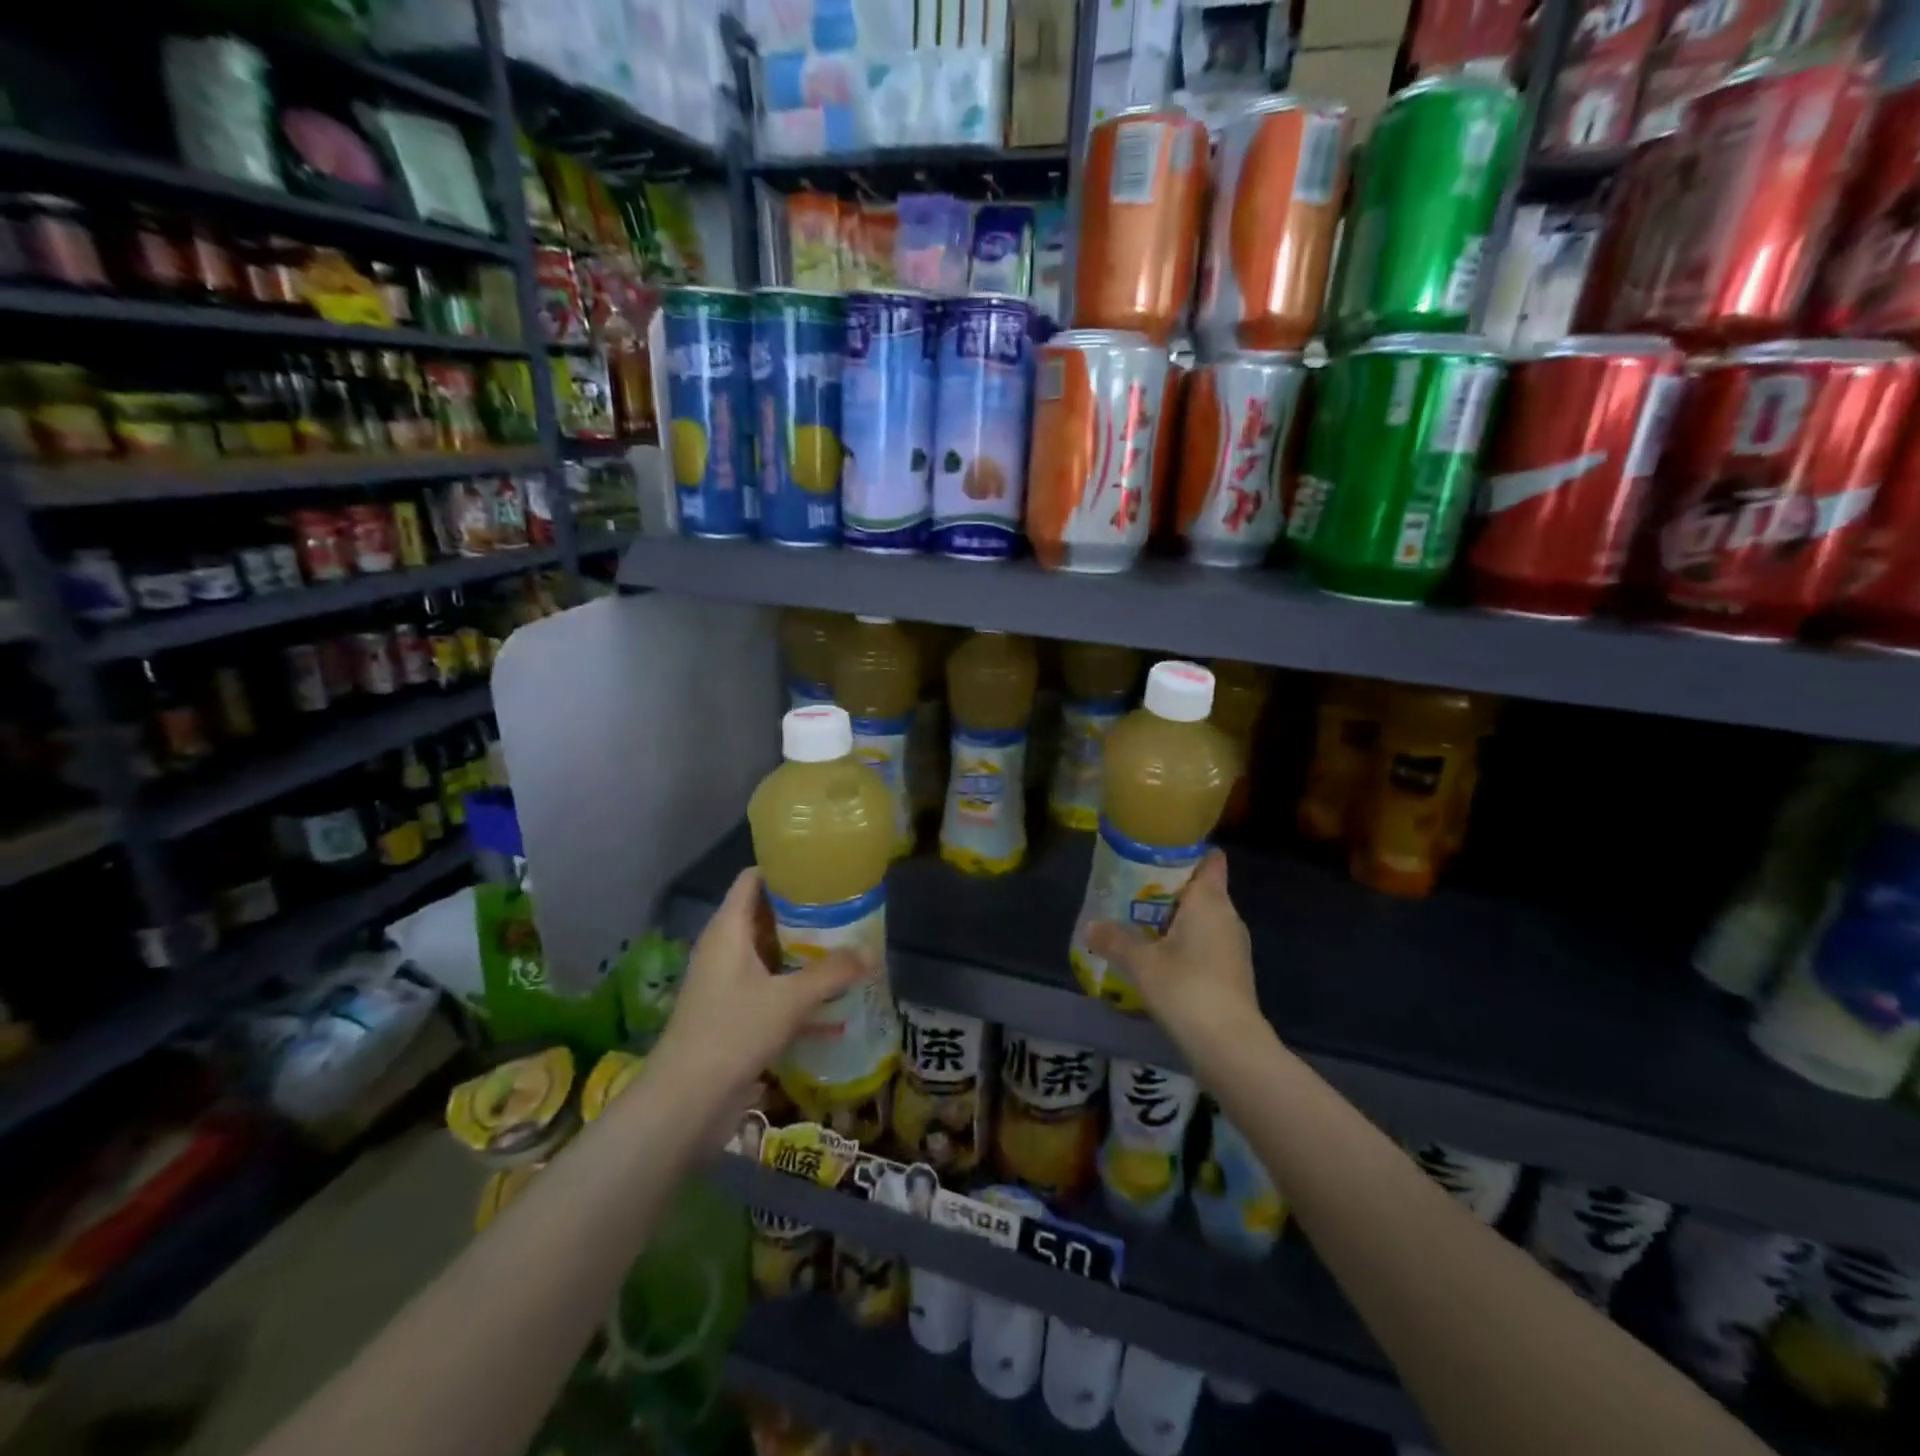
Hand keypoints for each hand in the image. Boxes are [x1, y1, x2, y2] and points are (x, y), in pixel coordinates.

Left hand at [652, 868, 866, 1100]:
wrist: (685, 1101)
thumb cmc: (733, 1032)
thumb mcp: (790, 999)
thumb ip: (833, 973)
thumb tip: (871, 953)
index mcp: (728, 929)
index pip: (753, 879)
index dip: (784, 869)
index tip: (822, 870)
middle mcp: (723, 947)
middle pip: (763, 914)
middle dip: (802, 912)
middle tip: (844, 909)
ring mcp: (724, 981)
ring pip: (766, 951)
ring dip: (800, 949)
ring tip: (842, 946)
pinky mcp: (729, 1011)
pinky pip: (765, 983)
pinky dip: (791, 981)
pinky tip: (825, 993)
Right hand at [1086, 851, 1261, 1059]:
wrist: (1230, 1046)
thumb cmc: (1187, 988)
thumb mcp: (1141, 963)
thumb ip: (1114, 940)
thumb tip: (1089, 926)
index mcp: (1210, 901)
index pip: (1209, 860)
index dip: (1186, 852)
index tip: (1156, 853)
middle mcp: (1226, 916)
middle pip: (1199, 889)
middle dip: (1168, 888)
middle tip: (1131, 889)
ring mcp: (1232, 946)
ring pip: (1201, 919)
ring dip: (1173, 919)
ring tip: (1136, 923)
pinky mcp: (1231, 972)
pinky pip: (1203, 943)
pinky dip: (1182, 943)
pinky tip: (1156, 958)